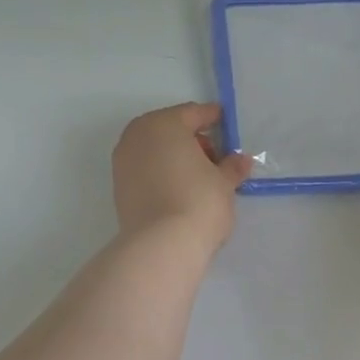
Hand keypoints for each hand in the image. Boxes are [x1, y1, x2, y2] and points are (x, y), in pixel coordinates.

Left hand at [112, 103, 253, 254]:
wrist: (161, 245)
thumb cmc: (199, 201)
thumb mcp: (224, 182)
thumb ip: (232, 167)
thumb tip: (240, 160)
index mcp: (163, 124)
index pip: (193, 113)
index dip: (212, 118)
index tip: (225, 124)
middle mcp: (137, 136)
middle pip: (170, 130)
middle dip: (193, 140)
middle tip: (216, 159)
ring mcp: (123, 162)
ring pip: (156, 151)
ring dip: (176, 158)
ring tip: (200, 179)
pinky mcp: (119, 188)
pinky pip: (147, 171)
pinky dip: (163, 174)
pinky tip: (181, 191)